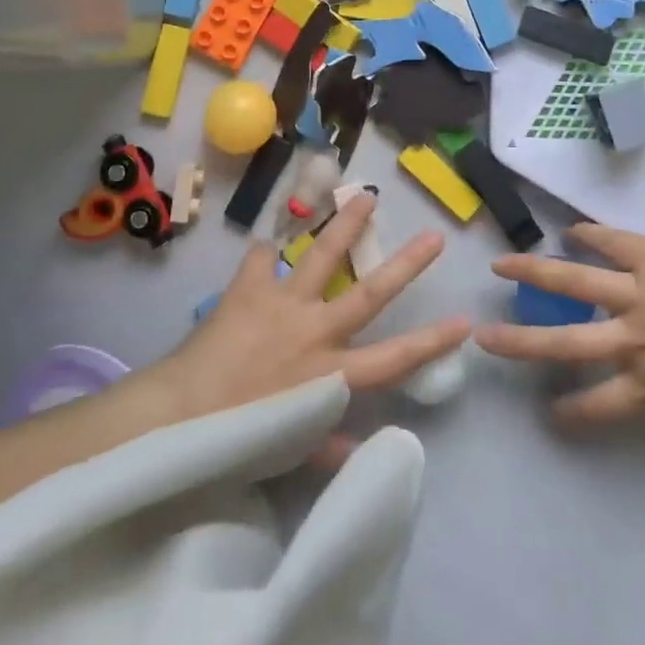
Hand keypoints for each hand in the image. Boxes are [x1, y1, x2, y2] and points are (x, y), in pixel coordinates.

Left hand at [155, 193, 471, 429]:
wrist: (180, 414)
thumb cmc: (238, 439)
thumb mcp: (289, 449)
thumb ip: (326, 443)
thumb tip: (359, 448)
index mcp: (330, 375)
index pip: (393, 359)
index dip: (432, 341)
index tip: (464, 320)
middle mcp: (315, 333)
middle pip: (370, 294)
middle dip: (405, 266)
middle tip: (434, 237)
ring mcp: (284, 305)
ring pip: (323, 257)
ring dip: (346, 225)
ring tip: (366, 195)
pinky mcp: (249, 289)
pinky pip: (260, 260)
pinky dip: (264, 253)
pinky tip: (266, 245)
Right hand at [474, 223, 644, 421]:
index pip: (599, 404)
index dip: (571, 411)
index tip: (549, 413)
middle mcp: (634, 340)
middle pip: (565, 343)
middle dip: (521, 341)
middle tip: (484, 337)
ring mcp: (638, 294)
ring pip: (573, 281)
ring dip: (534, 272)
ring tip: (502, 265)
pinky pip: (610, 242)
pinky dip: (589, 236)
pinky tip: (569, 231)